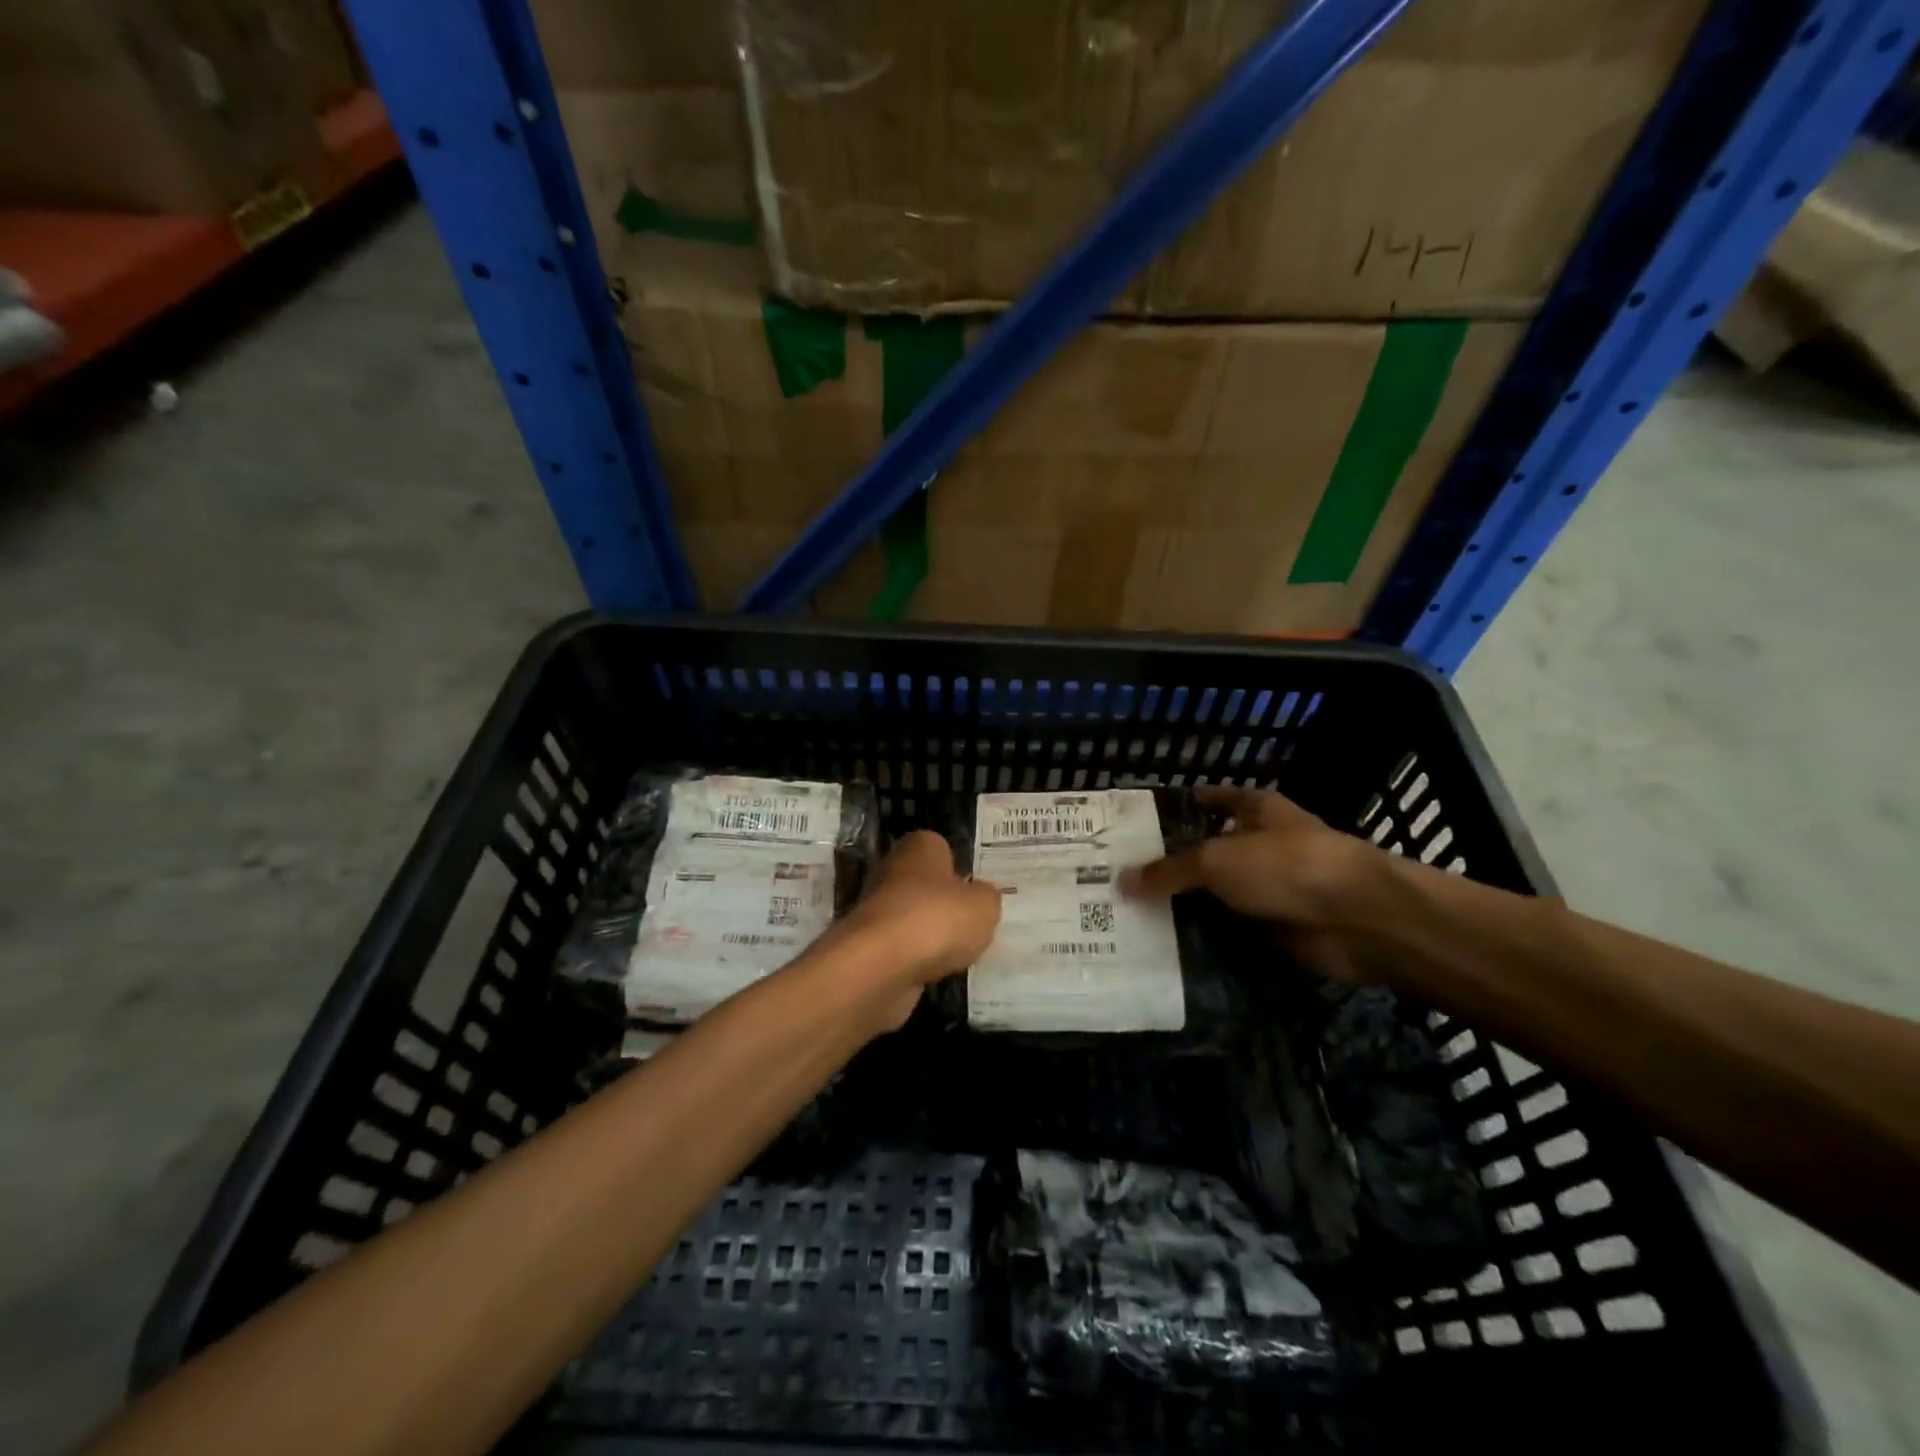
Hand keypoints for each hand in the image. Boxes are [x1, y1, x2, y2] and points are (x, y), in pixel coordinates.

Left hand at [838, 831, 1001, 1022]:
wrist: (880, 966)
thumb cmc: (937, 919)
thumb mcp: (984, 906)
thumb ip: (987, 897)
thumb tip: (981, 897)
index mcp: (920, 846)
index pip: (943, 848)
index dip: (961, 869)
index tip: (977, 892)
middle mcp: (893, 869)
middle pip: (926, 884)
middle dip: (945, 903)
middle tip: (973, 923)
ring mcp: (876, 907)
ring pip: (913, 917)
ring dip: (930, 934)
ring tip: (959, 953)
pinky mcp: (868, 944)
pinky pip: (903, 947)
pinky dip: (916, 958)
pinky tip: (935, 971)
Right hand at [1120, 786, 1387, 982]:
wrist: (1359, 920)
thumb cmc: (1286, 866)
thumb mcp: (1216, 859)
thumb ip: (1169, 870)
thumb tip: (1122, 881)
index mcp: (1255, 809)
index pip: (1210, 799)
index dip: (1177, 807)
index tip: (1136, 824)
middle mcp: (1261, 845)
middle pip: (1207, 852)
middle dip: (1171, 866)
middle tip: (1117, 879)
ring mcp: (1270, 888)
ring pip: (1216, 895)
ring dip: (1186, 907)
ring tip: (1130, 917)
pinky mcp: (1275, 929)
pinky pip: (1229, 931)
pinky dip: (1205, 939)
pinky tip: (1165, 948)